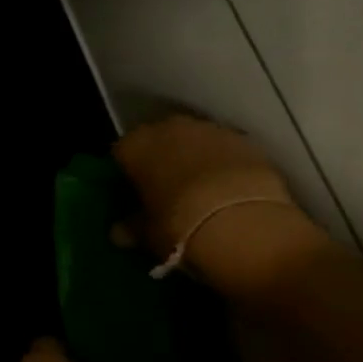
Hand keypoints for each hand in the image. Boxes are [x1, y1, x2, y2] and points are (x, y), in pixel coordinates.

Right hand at [113, 114, 324, 296]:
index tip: (134, 192)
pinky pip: (224, 149)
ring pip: (193, 141)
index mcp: (136, 146)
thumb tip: (118, 233)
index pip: (121, 152)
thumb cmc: (178, 225)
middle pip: (158, 140)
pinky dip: (223, 163)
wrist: (242, 222)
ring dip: (193, 158)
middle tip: (166, 189)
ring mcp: (208, 130)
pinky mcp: (244, 140)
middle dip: (161, 159)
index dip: (127, 172)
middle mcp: (168, 128)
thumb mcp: (149, 233)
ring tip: (201, 190)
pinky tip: (228, 188)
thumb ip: (132, 228)